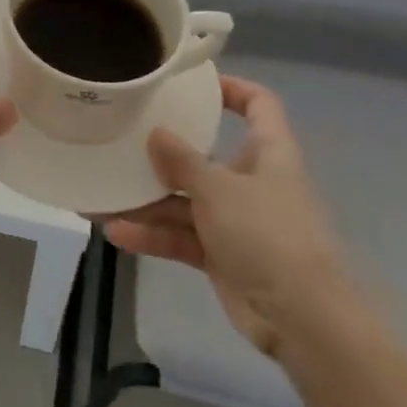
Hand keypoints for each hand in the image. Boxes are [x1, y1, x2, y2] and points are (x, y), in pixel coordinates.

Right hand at [103, 76, 354, 355]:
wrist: (304, 322)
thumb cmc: (269, 236)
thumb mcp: (219, 189)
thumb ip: (182, 160)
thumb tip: (156, 132)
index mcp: (268, 154)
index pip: (259, 106)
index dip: (231, 88)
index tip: (191, 84)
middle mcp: (252, 182)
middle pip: (206, 155)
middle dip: (164, 152)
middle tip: (123, 139)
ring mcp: (237, 221)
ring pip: (185, 200)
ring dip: (147, 201)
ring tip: (102, 194)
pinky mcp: (222, 255)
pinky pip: (181, 236)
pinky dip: (153, 235)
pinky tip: (117, 233)